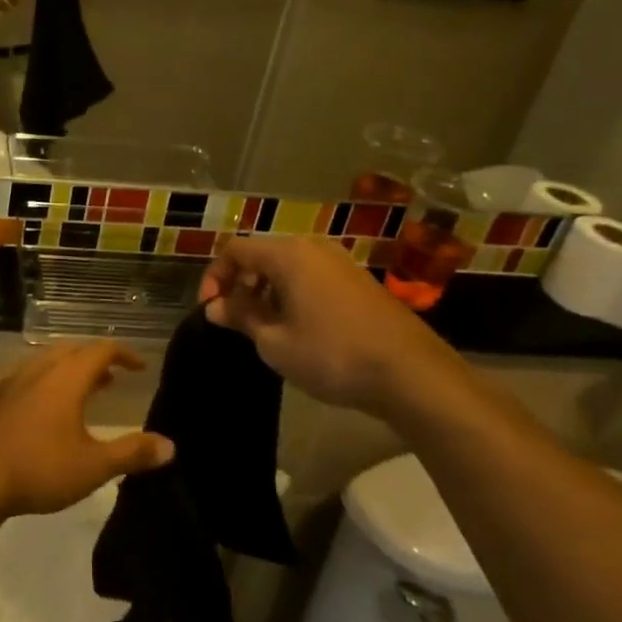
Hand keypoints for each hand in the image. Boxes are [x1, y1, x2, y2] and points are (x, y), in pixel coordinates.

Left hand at [0, 343, 171, 517]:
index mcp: (66, 377)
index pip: (101, 350)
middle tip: (110, 378)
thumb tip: (170, 446)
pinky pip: (15, 376)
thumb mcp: (93, 466)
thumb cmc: (39, 469)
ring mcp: (8, 380)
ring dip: (64, 368)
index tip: (139, 367)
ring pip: (42, 360)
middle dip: (93, 359)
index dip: (123, 354)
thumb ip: (132, 453)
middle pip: (71, 350)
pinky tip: (29, 397)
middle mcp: (37, 369)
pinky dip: (32, 379)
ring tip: (76, 389)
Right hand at [199, 236, 470, 414]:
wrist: (411, 374)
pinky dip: (293, 294)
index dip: (214, 276)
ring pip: (288, 266)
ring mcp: (340, 263)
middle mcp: (314, 248)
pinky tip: (298, 328)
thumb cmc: (332, 355)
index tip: (210, 310)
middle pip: (262, 254)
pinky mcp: (359, 281)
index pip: (235, 250)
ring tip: (264, 327)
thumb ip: (241, 316)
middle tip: (234, 319)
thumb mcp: (275, 342)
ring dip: (266, 290)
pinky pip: (312, 277)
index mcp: (288, 254)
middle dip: (241, 283)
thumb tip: (216, 306)